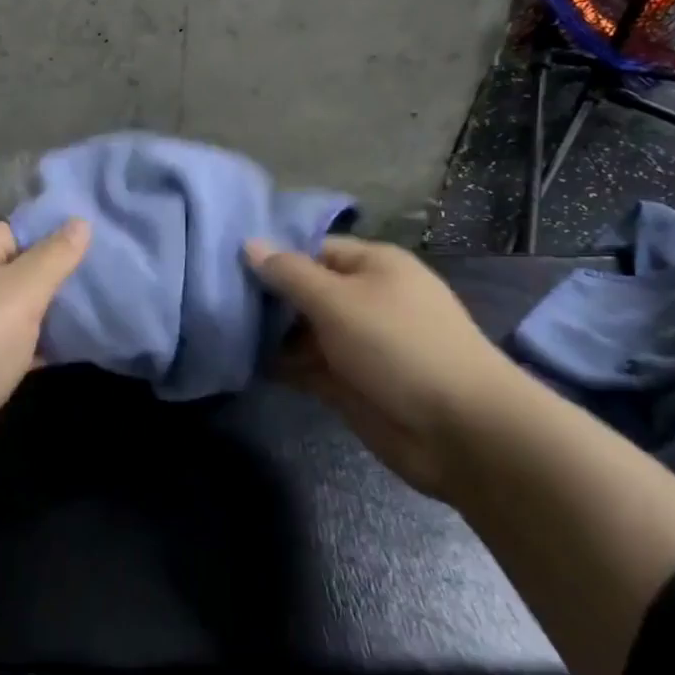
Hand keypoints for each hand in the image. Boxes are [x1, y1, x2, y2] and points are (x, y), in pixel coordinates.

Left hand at [0, 219, 89, 511]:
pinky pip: (4, 348)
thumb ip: (53, 257)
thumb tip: (80, 221)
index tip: (102, 251)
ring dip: (49, 318)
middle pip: (14, 271)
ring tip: (102, 316)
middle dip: (57, 281)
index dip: (56, 240)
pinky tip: (71, 353)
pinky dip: (32, 350)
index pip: (16, 231)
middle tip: (108, 286)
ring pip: (11, 313)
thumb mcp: (19, 294)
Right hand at [245, 236, 520, 496]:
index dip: (273, 255)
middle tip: (214, 299)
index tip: (226, 263)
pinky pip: (306, 366)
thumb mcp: (337, 300)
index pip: (312, 249)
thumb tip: (249, 244)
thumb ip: (289, 274)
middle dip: (265, 297)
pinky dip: (280, 365)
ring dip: (268, 334)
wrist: (461, 431)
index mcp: (372, 266)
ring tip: (218, 330)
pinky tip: (240, 362)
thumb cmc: (399, 346)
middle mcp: (364, 299)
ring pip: (302, 331)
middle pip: (304, 290)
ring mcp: (357, 343)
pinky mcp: (350, 383)